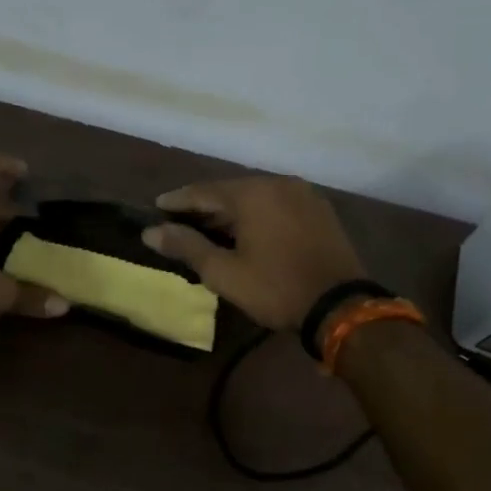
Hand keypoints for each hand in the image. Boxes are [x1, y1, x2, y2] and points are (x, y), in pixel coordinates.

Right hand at [142, 177, 366, 331]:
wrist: (339, 306)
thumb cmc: (275, 288)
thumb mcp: (223, 272)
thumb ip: (186, 246)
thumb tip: (151, 232)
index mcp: (252, 193)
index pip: (203, 191)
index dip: (177, 201)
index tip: (156, 207)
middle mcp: (278, 184)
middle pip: (230, 191)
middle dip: (204, 207)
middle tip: (180, 222)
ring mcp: (303, 195)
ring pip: (256, 198)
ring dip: (231, 213)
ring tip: (209, 231)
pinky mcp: (319, 211)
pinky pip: (277, 206)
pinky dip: (256, 216)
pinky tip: (246, 233)